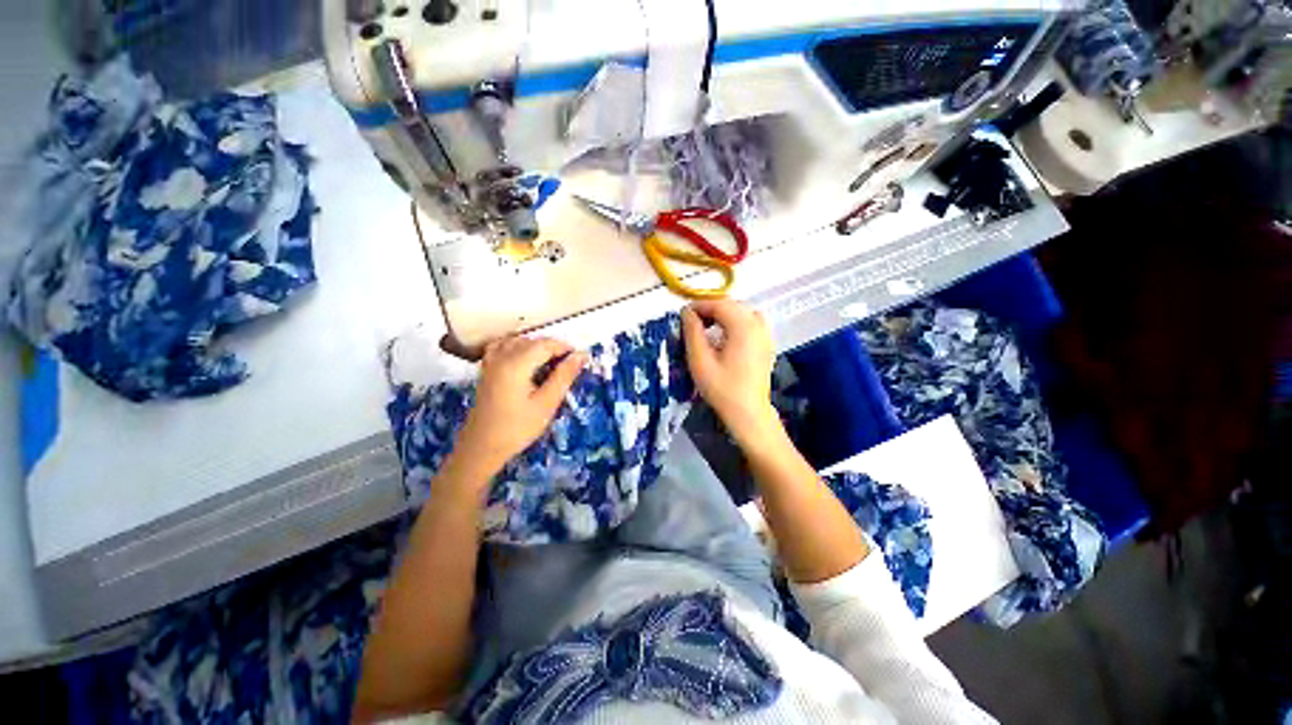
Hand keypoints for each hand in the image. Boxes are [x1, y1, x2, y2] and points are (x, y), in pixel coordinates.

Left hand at [454, 337, 586, 477]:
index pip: (546, 344)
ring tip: (551, 364)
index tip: (581, 359)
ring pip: (519, 341)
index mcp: (516, 364)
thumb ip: (564, 376)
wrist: (482, 447)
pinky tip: (526, 360)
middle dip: (553, 348)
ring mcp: (491, 361)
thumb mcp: (547, 403)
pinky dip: (518, 347)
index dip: (565, 348)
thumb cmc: (517, 428)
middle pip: (533, 341)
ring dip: (537, 347)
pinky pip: (503, 346)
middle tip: (569, 367)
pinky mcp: (486, 369)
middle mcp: (501, 356)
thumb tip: (581, 355)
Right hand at [681, 300, 781, 445]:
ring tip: (708, 327)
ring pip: (743, 312)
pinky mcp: (766, 344)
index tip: (684, 315)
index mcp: (743, 327)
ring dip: (724, 314)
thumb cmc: (722, 388)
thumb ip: (692, 332)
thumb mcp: (700, 360)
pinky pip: (751, 322)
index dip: (700, 305)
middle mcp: (757, 325)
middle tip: (693, 322)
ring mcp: (765, 334)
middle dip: (711, 309)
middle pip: (732, 305)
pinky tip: (725, 336)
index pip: (719, 304)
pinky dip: (736, 322)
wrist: (748, 412)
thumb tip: (687, 312)